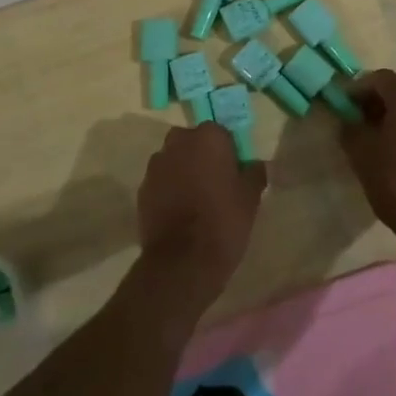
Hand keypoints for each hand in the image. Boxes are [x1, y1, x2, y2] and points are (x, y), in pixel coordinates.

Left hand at [135, 123, 267, 318]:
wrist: (182, 262)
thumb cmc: (223, 222)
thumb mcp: (251, 198)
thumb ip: (254, 173)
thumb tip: (253, 164)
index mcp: (208, 137)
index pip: (221, 134)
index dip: (229, 153)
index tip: (234, 174)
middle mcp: (178, 142)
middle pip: (193, 142)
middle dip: (202, 157)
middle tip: (216, 183)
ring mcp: (157, 165)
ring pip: (175, 160)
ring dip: (183, 171)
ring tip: (196, 200)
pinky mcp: (142, 188)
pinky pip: (161, 181)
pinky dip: (169, 189)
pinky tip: (180, 212)